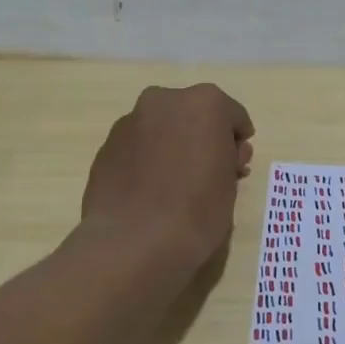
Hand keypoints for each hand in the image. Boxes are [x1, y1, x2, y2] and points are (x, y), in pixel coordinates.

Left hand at [82, 84, 254, 269]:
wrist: (134, 242)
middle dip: (203, 138)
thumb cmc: (198, 210)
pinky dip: (148, 160)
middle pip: (194, 115)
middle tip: (208, 172)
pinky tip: (150, 191)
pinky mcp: (106, 146)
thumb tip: (218, 157)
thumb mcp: (231, 184)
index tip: (236, 164)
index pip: (233, 116)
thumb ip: (228, 158)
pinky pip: (138, 147)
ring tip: (175, 184)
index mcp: (205, 103)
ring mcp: (131, 122)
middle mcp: (165, 101)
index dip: (238, 141)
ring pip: (163, 128)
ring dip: (173, 146)